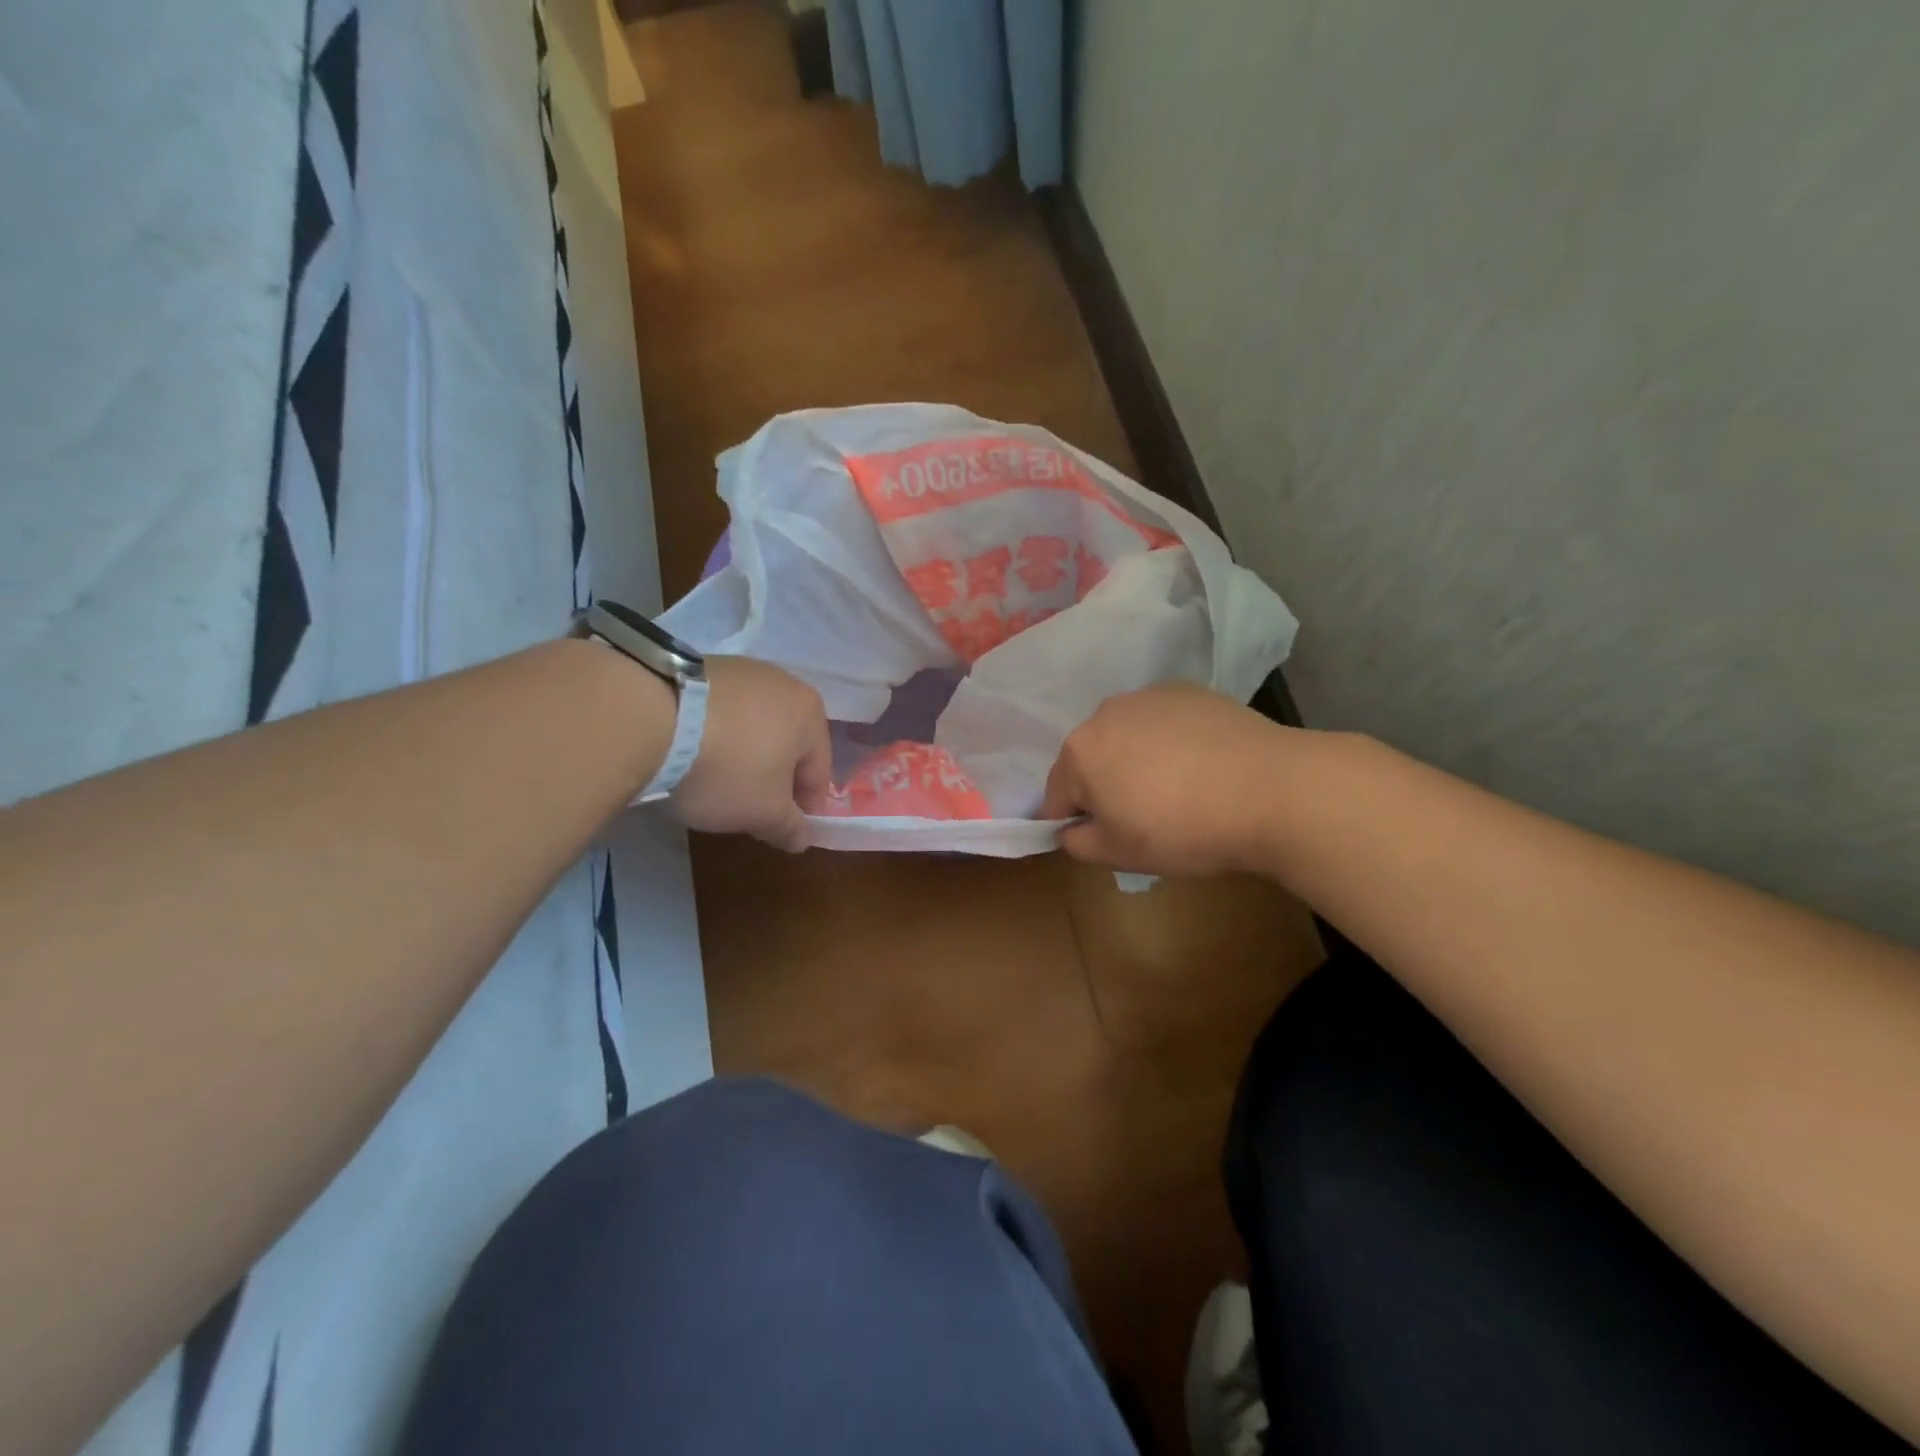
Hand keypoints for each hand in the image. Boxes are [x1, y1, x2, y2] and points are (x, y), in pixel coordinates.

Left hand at [668, 656, 829, 851]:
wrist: (647, 716)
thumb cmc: (726, 768)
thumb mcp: (763, 813)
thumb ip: (790, 828)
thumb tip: (803, 837)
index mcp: (811, 714)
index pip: (818, 772)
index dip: (803, 807)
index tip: (780, 829)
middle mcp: (784, 683)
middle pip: (787, 744)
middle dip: (772, 776)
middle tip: (746, 806)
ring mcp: (741, 669)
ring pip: (754, 725)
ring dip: (744, 753)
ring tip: (713, 777)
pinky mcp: (701, 665)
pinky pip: (721, 710)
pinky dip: (715, 733)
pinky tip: (691, 751)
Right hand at [1041, 683, 1293, 877]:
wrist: (1271, 791)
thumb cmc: (1183, 830)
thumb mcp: (1120, 855)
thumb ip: (1078, 843)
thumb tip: (1070, 829)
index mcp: (1079, 753)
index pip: (1057, 795)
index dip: (1076, 823)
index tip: (1106, 839)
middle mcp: (1105, 714)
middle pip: (1091, 758)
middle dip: (1105, 785)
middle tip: (1144, 817)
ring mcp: (1148, 697)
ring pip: (1126, 736)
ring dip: (1136, 759)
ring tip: (1177, 788)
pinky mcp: (1188, 691)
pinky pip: (1163, 721)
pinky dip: (1170, 740)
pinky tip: (1202, 764)